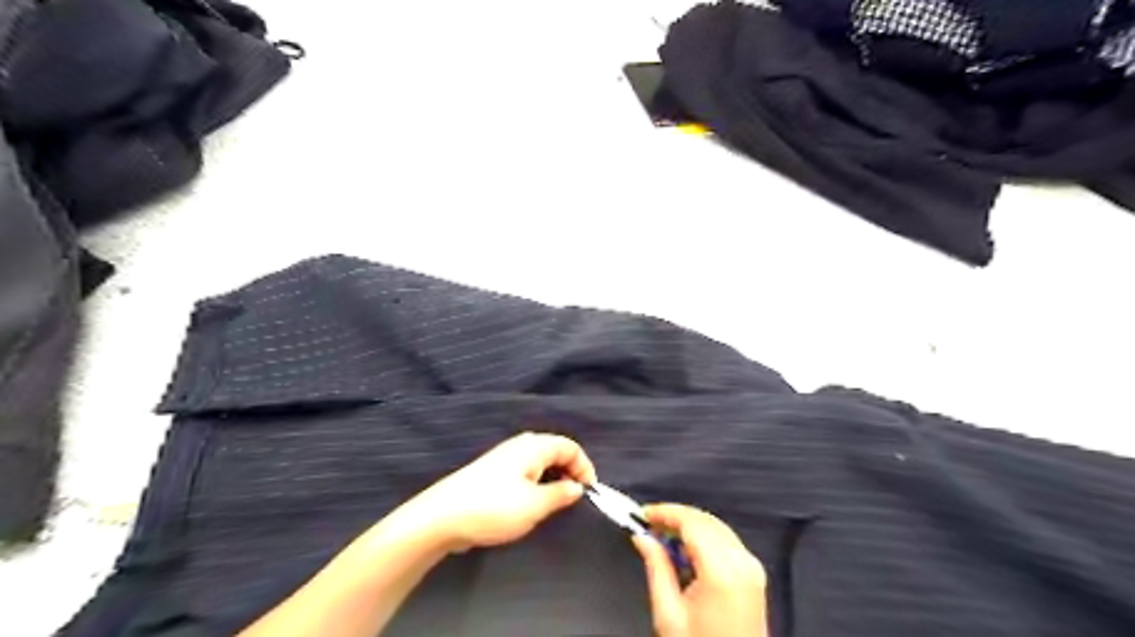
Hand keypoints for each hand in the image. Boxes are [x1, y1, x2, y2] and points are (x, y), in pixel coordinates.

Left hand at [396, 433, 597, 550]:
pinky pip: (526, 471)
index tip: (589, 493)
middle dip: (570, 471)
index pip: (570, 447)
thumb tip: (577, 487)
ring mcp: (505, 458)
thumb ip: (561, 494)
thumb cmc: (494, 508)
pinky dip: (538, 482)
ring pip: (540, 461)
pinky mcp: (493, 472)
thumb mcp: (535, 505)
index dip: (585, 467)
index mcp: (534, 446)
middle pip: (556, 451)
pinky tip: (532, 502)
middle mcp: (520, 446)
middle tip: (575, 498)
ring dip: (554, 478)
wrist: (442, 517)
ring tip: (556, 502)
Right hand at [635, 505, 766, 633]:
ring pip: (716, 527)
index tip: (643, 514)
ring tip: (663, 538)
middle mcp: (742, 563)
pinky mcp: (754, 575)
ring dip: (689, 526)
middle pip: (705, 520)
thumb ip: (656, 567)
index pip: (691, 522)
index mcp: (721, 571)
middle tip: (649, 525)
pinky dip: (704, 538)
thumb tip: (643, 538)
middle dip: (675, 517)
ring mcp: (752, 568)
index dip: (664, 512)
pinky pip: (726, 541)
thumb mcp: (669, 614)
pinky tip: (685, 551)